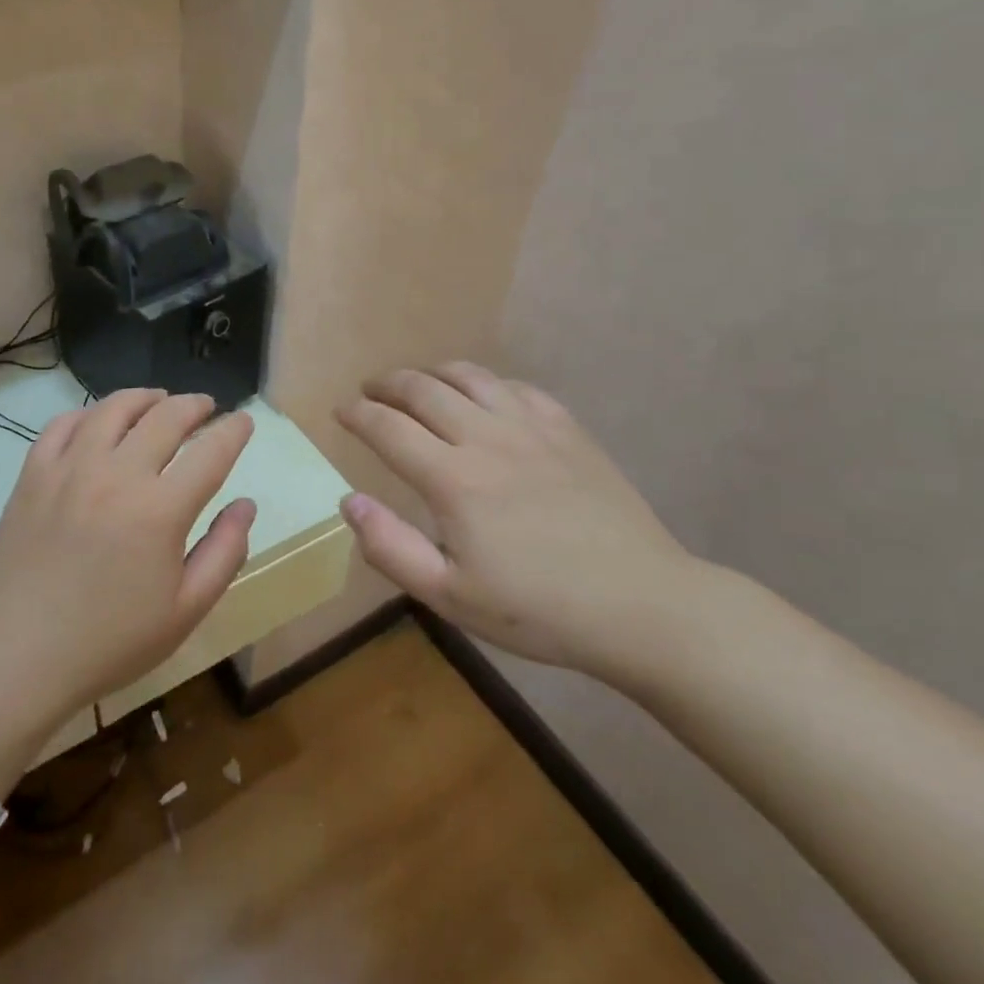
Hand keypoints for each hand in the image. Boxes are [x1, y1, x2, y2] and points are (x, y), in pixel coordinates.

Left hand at [0, 389, 256, 741]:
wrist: (20, 655)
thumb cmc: (111, 641)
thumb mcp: (185, 610)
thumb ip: (225, 552)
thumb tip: (245, 504)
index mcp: (160, 510)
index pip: (211, 452)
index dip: (234, 431)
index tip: (244, 422)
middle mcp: (117, 475)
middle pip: (165, 417)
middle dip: (195, 405)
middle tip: (207, 407)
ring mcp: (70, 469)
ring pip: (114, 408)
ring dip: (145, 397)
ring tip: (158, 401)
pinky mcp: (33, 474)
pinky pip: (63, 424)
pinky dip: (89, 413)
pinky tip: (100, 422)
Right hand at [335, 363, 701, 684]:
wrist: (642, 604)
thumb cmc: (539, 610)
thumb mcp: (451, 597)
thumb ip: (391, 548)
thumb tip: (348, 500)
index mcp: (453, 479)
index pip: (388, 428)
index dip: (357, 415)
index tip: (341, 412)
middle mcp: (486, 437)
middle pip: (423, 389)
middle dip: (387, 385)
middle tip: (370, 392)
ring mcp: (531, 427)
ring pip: (469, 376)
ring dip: (432, 373)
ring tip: (417, 383)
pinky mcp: (567, 429)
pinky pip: (515, 387)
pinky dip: (485, 383)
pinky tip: (483, 397)